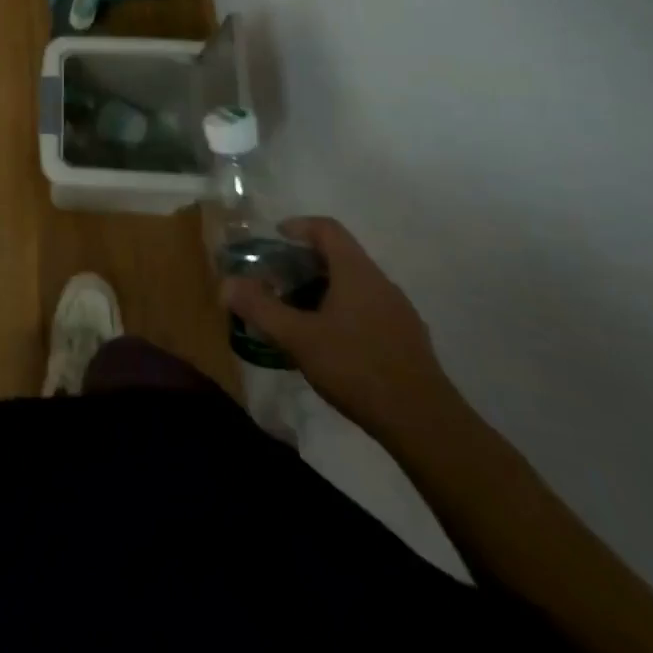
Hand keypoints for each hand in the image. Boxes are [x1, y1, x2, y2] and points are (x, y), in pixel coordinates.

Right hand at [222, 217, 461, 440]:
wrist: (426, 426)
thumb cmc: (357, 368)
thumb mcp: (298, 338)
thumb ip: (260, 308)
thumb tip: (225, 285)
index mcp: (357, 272)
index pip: (327, 229)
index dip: (299, 226)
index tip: (275, 237)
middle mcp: (381, 283)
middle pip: (340, 256)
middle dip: (304, 263)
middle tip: (276, 281)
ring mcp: (399, 313)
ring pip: (355, 285)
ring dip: (324, 290)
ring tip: (298, 314)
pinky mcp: (408, 341)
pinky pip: (368, 310)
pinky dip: (343, 313)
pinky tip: (329, 345)